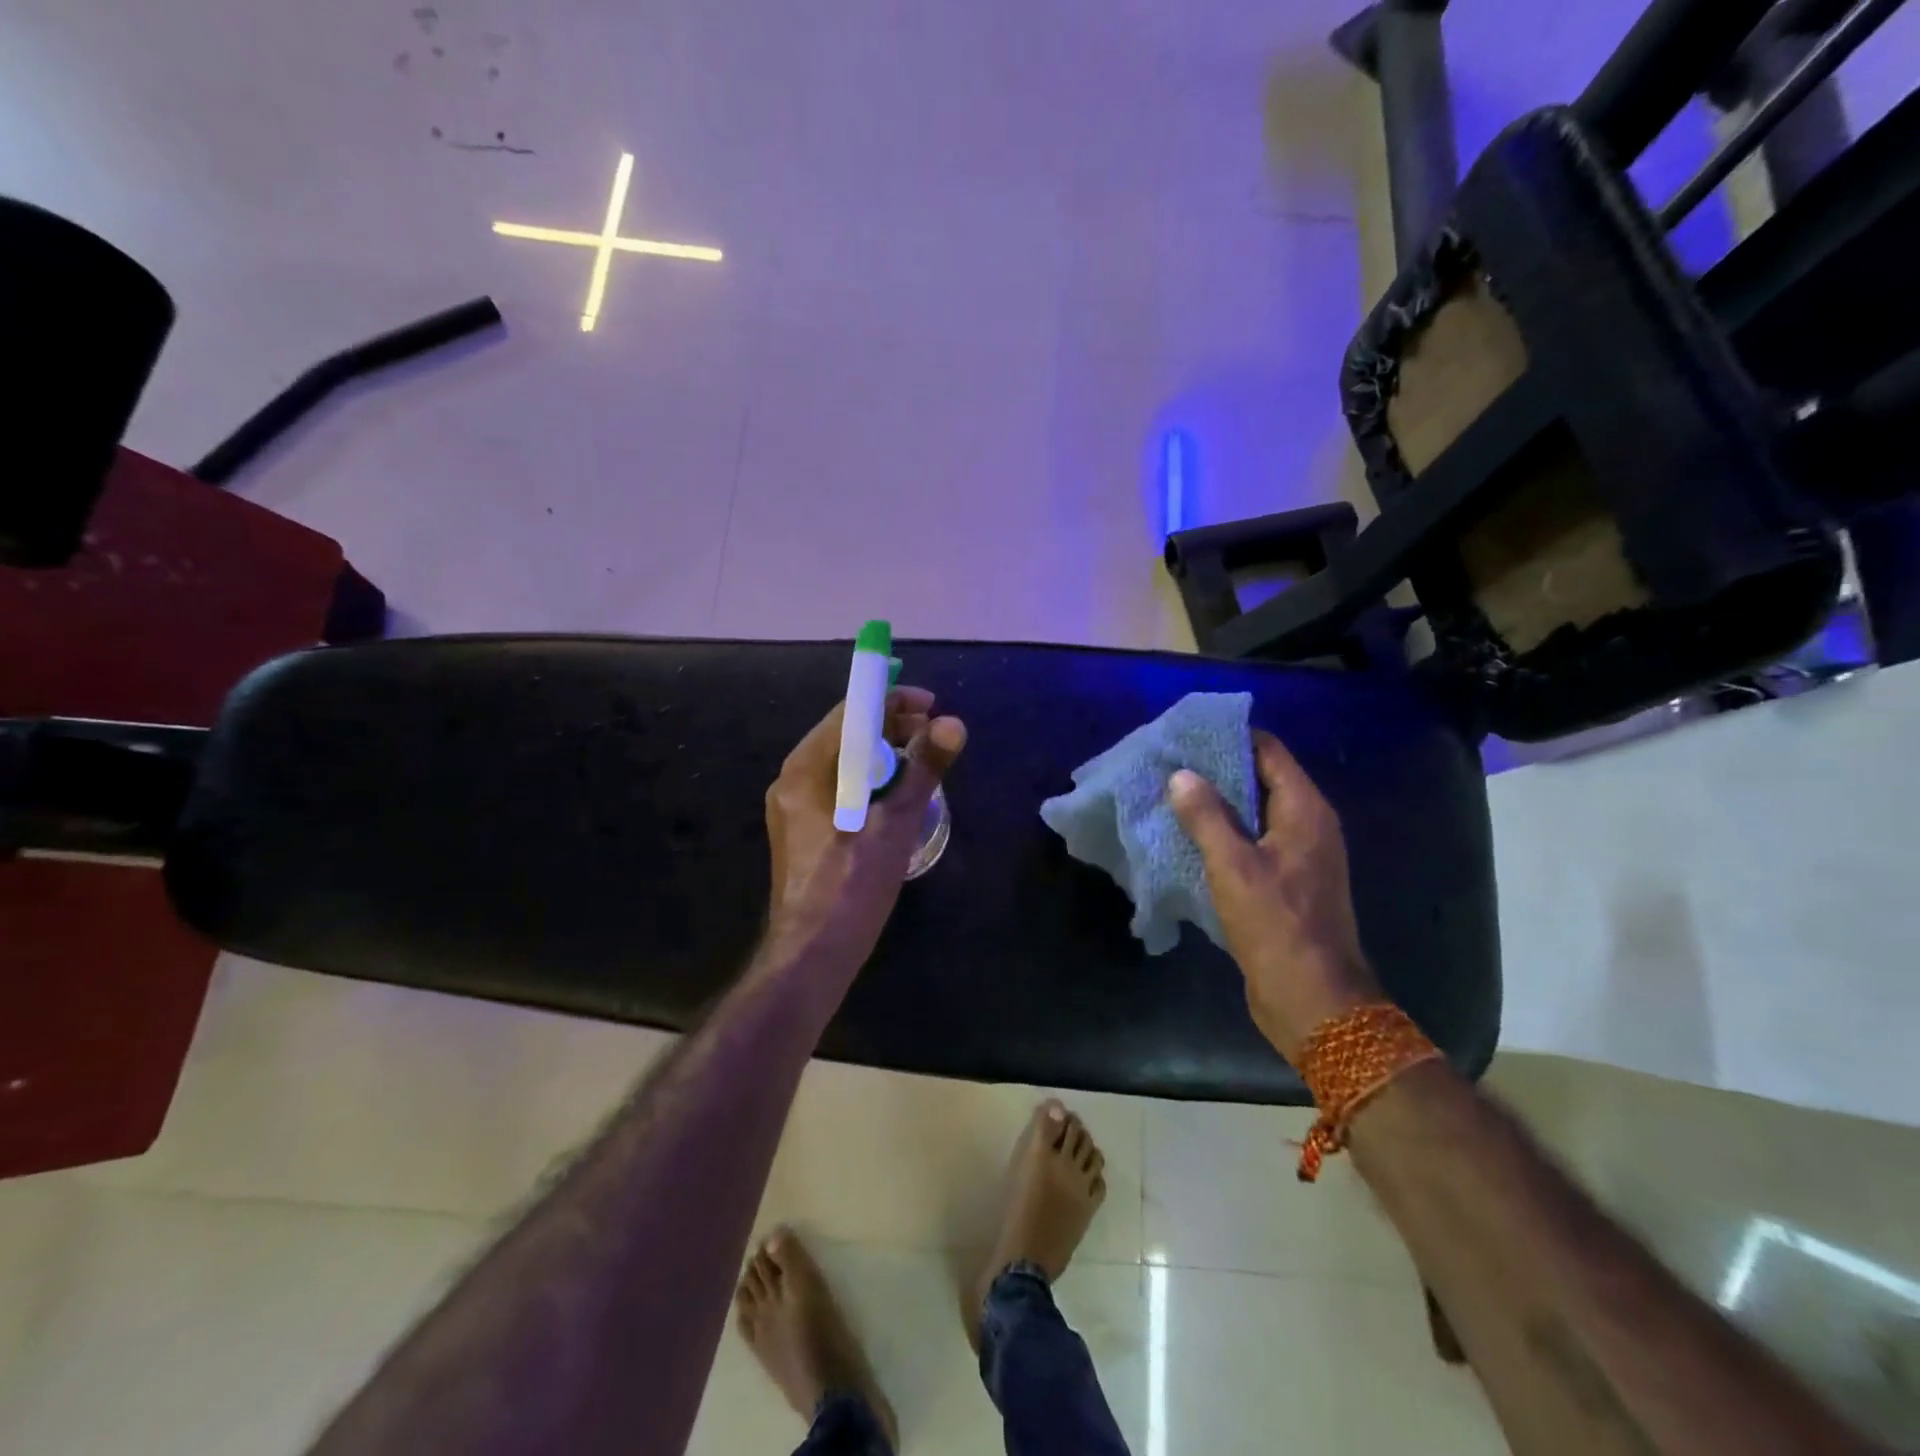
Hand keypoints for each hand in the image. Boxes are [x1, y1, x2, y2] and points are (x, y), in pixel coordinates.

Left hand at [765, 686, 966, 962]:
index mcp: (807, 769)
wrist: (813, 956)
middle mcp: (793, 780)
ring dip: (885, 757)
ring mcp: (795, 807)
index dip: (892, 700)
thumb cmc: (852, 885)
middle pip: (847, 736)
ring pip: (845, 764)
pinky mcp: (805, 831)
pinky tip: (897, 799)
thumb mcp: (895, 824)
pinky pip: (840, 789)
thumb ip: (924, 770)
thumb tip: (953, 724)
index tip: (932, 706)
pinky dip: (871, 783)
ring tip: (923, 766)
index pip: (850, 712)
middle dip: (892, 729)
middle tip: (935, 737)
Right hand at [1168, 730, 1381, 1062]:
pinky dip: (1222, 835)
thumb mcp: (1233, 866)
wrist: (1312, 999)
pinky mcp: (1285, 884)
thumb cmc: (1276, 925)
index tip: (1187, 733)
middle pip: (1260, 779)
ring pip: (1253, 814)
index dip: (1230, 737)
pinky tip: (1187, 838)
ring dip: (1216, 805)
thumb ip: (1206, 816)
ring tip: (1170, 795)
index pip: (1269, 751)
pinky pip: (1251, 843)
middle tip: (1168, 762)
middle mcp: (1307, 826)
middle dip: (1216, 769)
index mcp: (1304, 810)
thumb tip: (1181, 775)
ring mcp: (1298, 856)